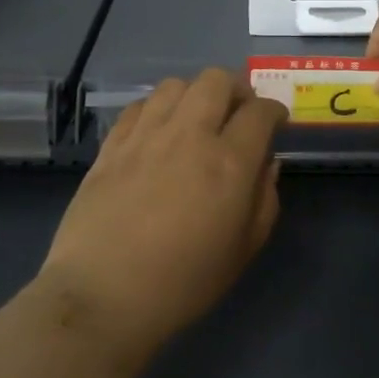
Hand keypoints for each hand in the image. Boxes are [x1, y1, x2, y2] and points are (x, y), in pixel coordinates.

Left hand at [37, 68, 286, 366]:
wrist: (103, 297)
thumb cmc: (183, 283)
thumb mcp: (243, 250)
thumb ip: (265, 200)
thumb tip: (267, 163)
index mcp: (229, 163)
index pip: (260, 111)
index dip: (274, 110)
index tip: (275, 122)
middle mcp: (189, 136)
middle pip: (217, 80)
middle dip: (236, 89)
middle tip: (238, 113)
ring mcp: (146, 136)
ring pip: (176, 85)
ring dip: (195, 94)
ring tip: (197, 118)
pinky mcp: (112, 145)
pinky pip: (140, 105)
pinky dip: (158, 109)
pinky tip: (159, 131)